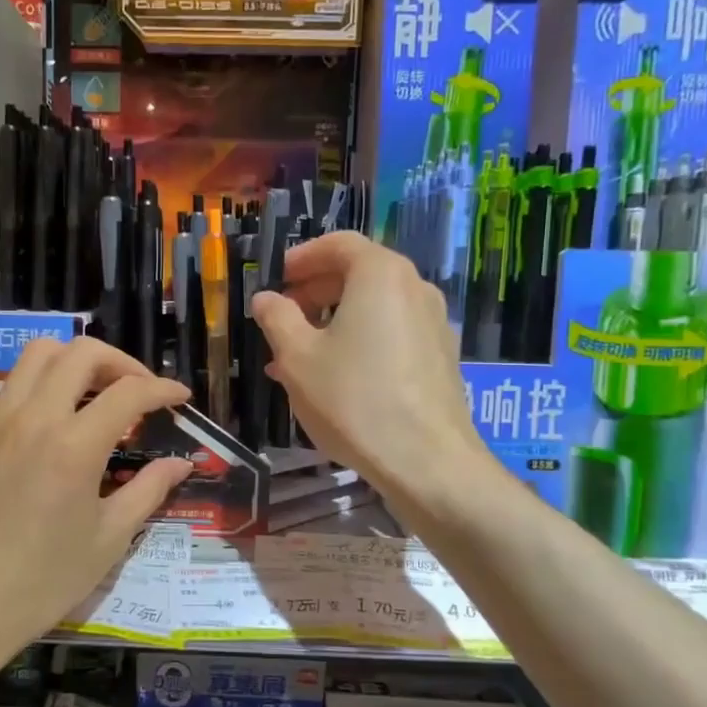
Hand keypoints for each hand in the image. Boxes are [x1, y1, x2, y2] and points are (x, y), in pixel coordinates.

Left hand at [0, 337, 192, 662]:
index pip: (128, 392)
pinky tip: (54, 429)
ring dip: (74, 362)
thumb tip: (180, 464)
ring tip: (96, 394)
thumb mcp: (109, 539)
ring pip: (36, 357)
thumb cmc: (44, 581)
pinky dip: (42, 390)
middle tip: (138, 391)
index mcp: (73, 446)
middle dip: (119, 361)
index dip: (162, 389)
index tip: (180, 398)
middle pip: (79, 353)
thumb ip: (148, 490)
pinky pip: (12, 391)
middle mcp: (32, 419)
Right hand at [252, 232, 487, 510]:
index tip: (279, 276)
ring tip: (299, 355)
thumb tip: (266, 298)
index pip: (340, 244)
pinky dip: (360, 342)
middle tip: (284, 316)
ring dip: (334, 322)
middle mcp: (415, 289)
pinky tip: (335, 378)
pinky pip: (392, 335)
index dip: (304, 256)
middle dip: (316, 292)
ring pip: (375, 309)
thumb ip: (277, 318)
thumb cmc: (353, 399)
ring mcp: (434, 325)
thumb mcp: (298, 357)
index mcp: (380, 275)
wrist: (426, 461)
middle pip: (360, 274)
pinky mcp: (440, 359)